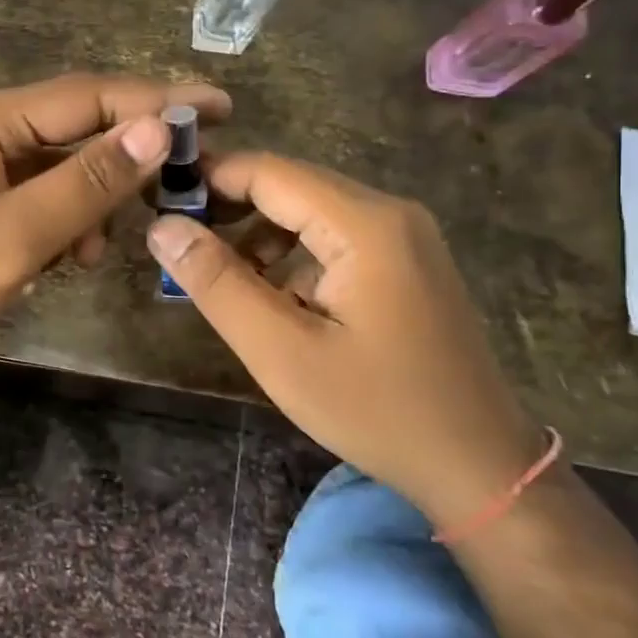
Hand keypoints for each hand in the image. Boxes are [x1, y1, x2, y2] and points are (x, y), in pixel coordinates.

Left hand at [0, 74, 230, 378]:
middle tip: (187, 181)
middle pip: (77, 129)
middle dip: (130, 156)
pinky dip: (61, 227)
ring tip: (99, 250)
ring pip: (60, 172)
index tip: (220, 108)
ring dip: (92, 203)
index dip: (157, 99)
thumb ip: (84, 184)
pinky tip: (65, 262)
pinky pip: (36, 203)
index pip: (91, 96)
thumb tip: (156, 130)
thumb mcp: (10, 235)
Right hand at [147, 152, 542, 521]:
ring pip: (310, 212)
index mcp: (365, 225)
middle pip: (291, 187)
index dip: (208, 179)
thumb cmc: (377, 410)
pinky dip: (292, 255)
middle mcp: (390, 213)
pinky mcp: (407, 263)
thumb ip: (218, 283)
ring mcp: (405, 237)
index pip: (268, 172)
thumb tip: (163, 226)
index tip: (158, 201)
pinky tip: (271, 297)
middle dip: (229, 208)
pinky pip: (334, 238)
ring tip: (216, 277)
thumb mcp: (282, 352)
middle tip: (176, 242)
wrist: (479, 466)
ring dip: (258, 235)